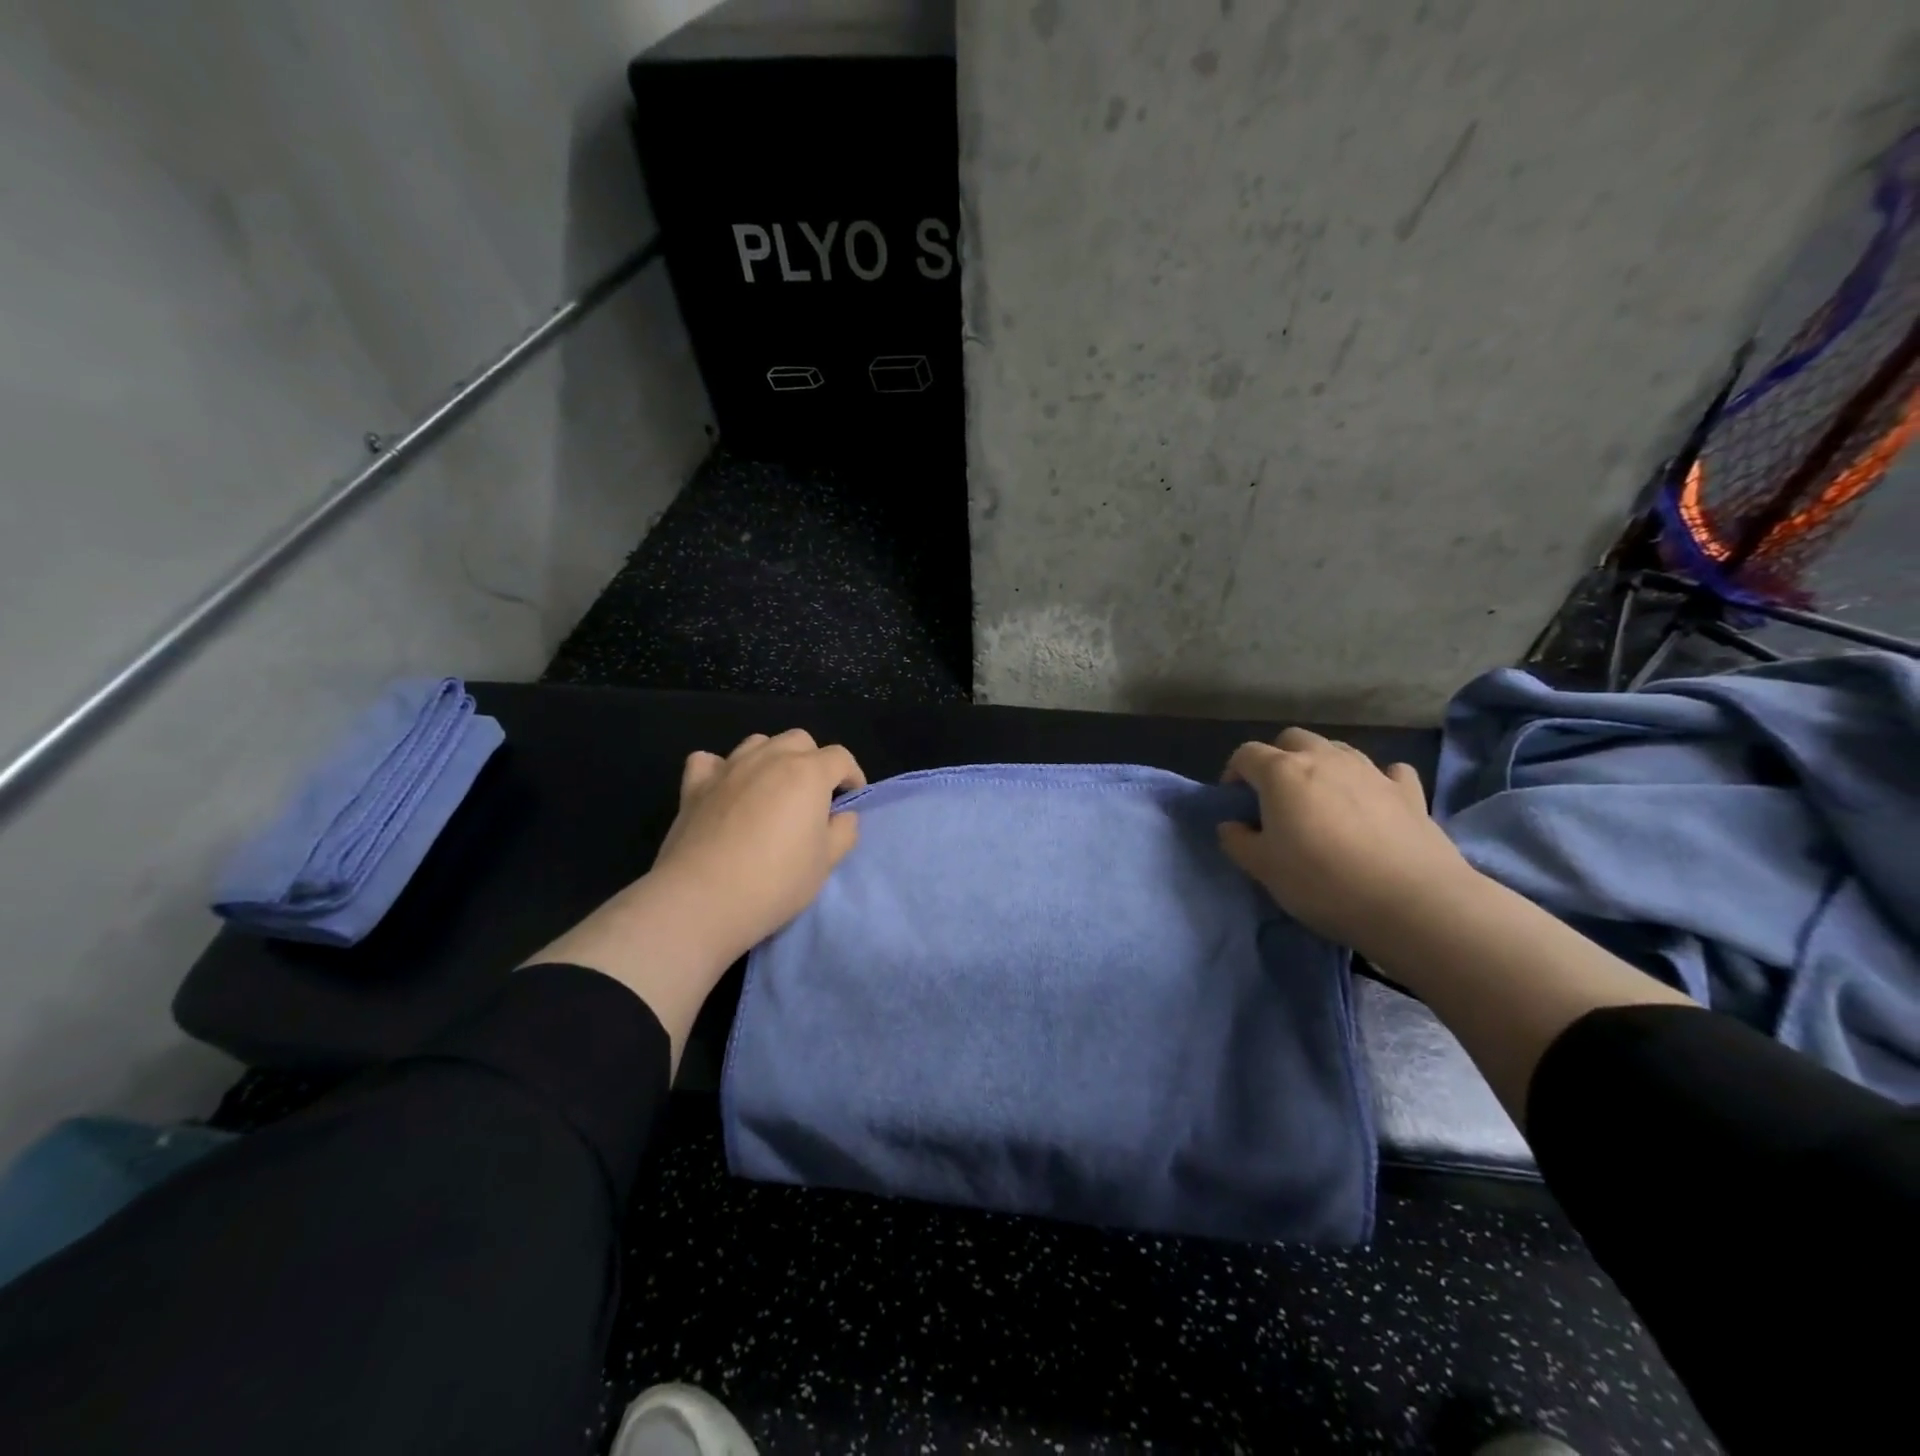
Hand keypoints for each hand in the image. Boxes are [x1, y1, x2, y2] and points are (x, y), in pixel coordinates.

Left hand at [649, 729, 866, 958]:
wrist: (704, 898)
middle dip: (813, 761)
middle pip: (800, 740)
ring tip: (772, 791)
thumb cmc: (776, 880)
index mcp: (808, 772)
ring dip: (772, 758)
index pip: (840, 758)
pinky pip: (709, 761)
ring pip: (758, 743)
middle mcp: (769, 758)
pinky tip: (725, 789)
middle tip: (813, 797)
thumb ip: (843, 831)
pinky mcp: (694, 786)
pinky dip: (721, 769)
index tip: (851, 800)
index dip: (852, 776)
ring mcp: (728, 768)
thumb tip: (841, 816)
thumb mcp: (827, 862)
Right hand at [1217, 728, 1474, 954]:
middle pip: (1292, 739)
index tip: (1235, 802)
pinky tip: (1373, 801)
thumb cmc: (1322, 881)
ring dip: (1322, 765)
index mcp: (1282, 772)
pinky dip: (1373, 780)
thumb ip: (1238, 841)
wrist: (1412, 902)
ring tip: (1322, 800)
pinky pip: (1386, 771)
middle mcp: (1325, 759)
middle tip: (1276, 796)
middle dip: (1278, 759)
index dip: (1234, 773)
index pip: (1246, 754)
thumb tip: (1232, 825)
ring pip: (1337, 749)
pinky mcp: (1409, 791)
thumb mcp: (1263, 868)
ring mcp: (1370, 771)